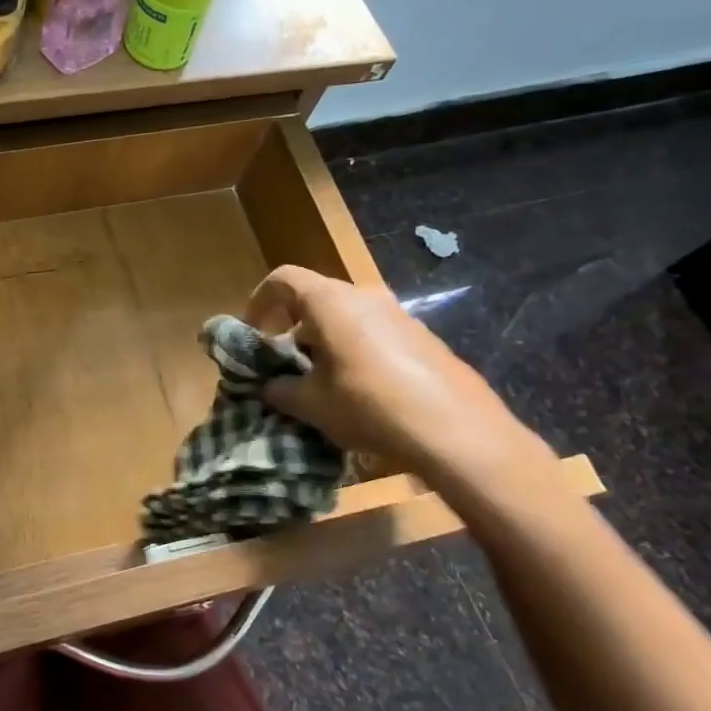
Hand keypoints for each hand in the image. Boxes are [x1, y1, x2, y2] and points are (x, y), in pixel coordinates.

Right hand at [245, 265, 548, 485]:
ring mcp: (399, 315)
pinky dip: (356, 351)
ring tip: (322, 383)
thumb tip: (272, 386)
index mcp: (330, 302)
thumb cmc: (368, 406)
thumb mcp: (311, 404)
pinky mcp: (423, 337)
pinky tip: (361, 392)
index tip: (254, 334)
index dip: (260, 302)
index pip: (282, 279)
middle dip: (293, 328)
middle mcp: (365, 297)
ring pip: (347, 316)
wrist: (456, 430)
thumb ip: (281, 389)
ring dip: (326, 341)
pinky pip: (375, 333)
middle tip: (286, 365)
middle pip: (316, 298)